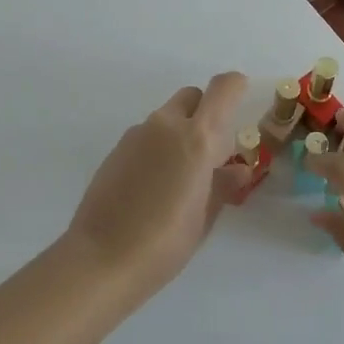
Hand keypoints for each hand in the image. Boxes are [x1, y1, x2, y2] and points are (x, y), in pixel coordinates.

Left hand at [64, 72, 248, 300]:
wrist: (101, 257)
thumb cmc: (165, 242)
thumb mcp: (204, 217)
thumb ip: (223, 185)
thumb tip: (239, 169)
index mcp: (197, 137)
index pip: (222, 88)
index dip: (235, 86)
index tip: (242, 101)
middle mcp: (166, 124)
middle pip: (192, 97)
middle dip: (205, 112)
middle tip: (210, 152)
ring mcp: (137, 133)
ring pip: (167, 117)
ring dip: (180, 132)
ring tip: (179, 177)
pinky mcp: (117, 148)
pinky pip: (147, 135)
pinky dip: (158, 147)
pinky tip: (152, 186)